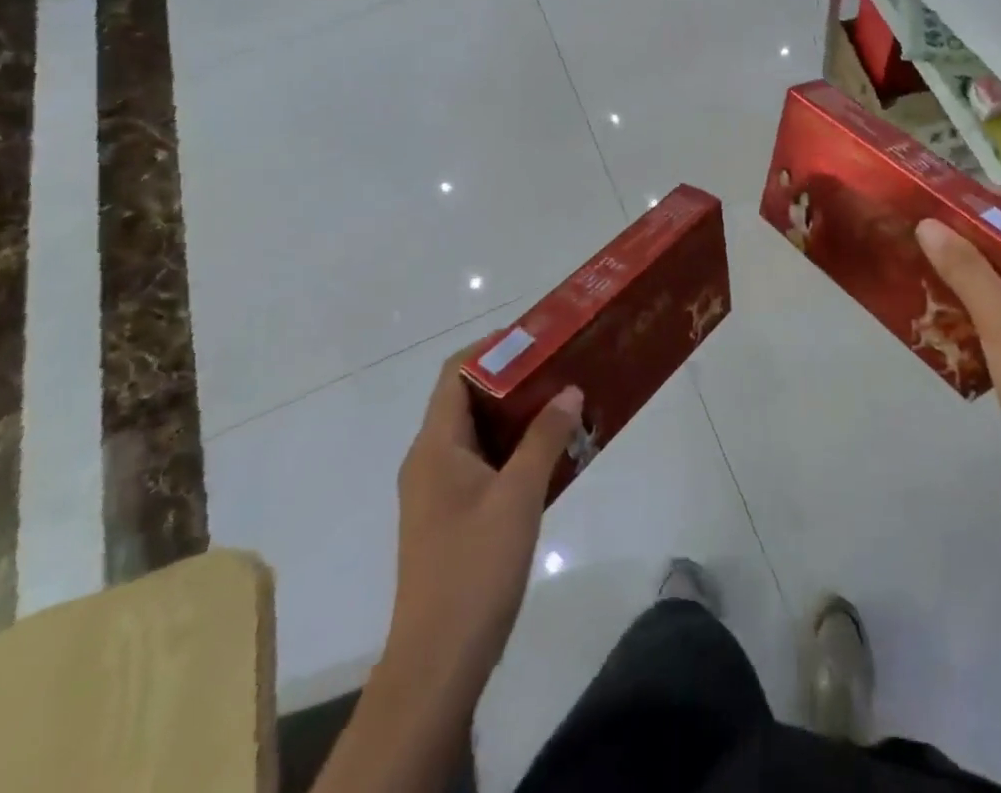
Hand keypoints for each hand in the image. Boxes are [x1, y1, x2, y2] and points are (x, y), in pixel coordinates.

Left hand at [385, 343, 583, 703]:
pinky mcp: (452, 517)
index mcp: (436, 446)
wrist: (438, 663)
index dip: (492, 347)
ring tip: (564, 403)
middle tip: (561, 367)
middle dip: (514, 379)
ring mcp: (439, 491)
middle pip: (468, 399)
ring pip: (479, 433)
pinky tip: (552, 455)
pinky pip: (484, 463)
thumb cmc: (475, 568)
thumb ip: (544, 438)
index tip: (538, 337)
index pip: (456, 373)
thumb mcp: (518, 496)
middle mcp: (430, 460)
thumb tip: (570, 390)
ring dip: (518, 416)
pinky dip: (514, 449)